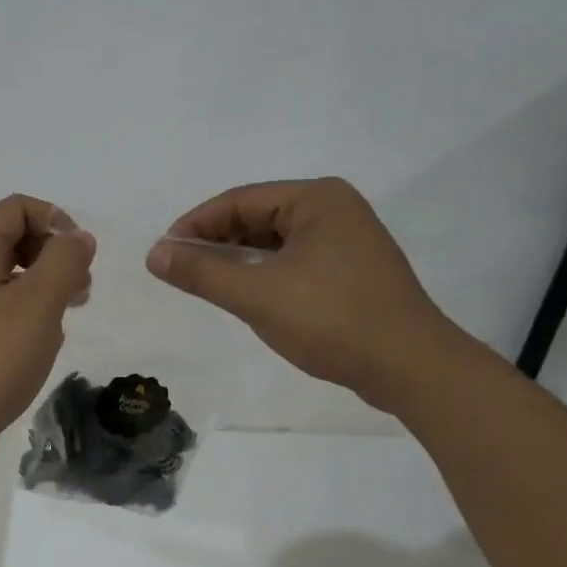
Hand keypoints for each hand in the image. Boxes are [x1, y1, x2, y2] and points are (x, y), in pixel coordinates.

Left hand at [0, 194, 95, 479]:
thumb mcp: (37, 305)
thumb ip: (63, 262)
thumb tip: (77, 237)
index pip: (17, 208)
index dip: (56, 222)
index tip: (80, 259)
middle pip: (13, 239)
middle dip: (53, 257)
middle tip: (79, 292)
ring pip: (8, 278)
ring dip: (43, 290)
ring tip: (63, 321)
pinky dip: (25, 317)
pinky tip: (38, 347)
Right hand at [146, 178, 459, 411]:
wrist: (412, 369)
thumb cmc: (333, 321)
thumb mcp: (257, 295)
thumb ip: (201, 272)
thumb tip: (154, 254)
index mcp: (316, 198)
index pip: (237, 200)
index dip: (194, 225)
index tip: (163, 253)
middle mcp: (334, 207)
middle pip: (256, 216)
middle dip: (216, 242)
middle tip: (181, 270)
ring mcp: (348, 238)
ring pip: (275, 240)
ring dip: (239, 259)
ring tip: (207, 283)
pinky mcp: (352, 268)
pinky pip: (294, 259)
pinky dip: (265, 272)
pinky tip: (246, 294)